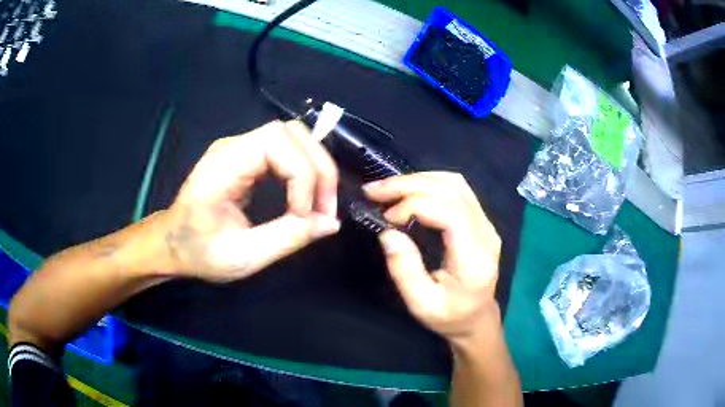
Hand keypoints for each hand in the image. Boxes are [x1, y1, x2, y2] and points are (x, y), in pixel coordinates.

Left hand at [163, 120, 339, 281]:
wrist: (172, 243)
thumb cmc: (198, 252)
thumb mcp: (241, 256)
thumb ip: (287, 238)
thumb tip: (330, 223)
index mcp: (223, 165)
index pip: (277, 143)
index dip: (301, 176)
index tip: (304, 216)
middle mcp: (233, 146)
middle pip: (290, 132)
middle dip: (317, 168)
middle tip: (325, 208)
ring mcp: (240, 148)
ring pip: (293, 137)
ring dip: (315, 167)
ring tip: (319, 203)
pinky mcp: (247, 157)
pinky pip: (285, 150)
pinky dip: (303, 170)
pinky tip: (305, 196)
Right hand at [364, 172, 501, 343]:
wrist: (477, 318)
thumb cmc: (449, 316)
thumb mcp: (421, 304)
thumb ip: (405, 270)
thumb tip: (387, 233)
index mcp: (474, 258)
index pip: (449, 212)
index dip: (414, 205)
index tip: (386, 218)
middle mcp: (486, 233)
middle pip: (452, 190)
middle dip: (409, 185)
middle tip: (375, 190)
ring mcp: (487, 223)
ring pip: (455, 183)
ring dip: (419, 180)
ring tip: (388, 187)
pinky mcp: (482, 220)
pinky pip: (458, 189)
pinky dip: (430, 182)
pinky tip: (410, 189)